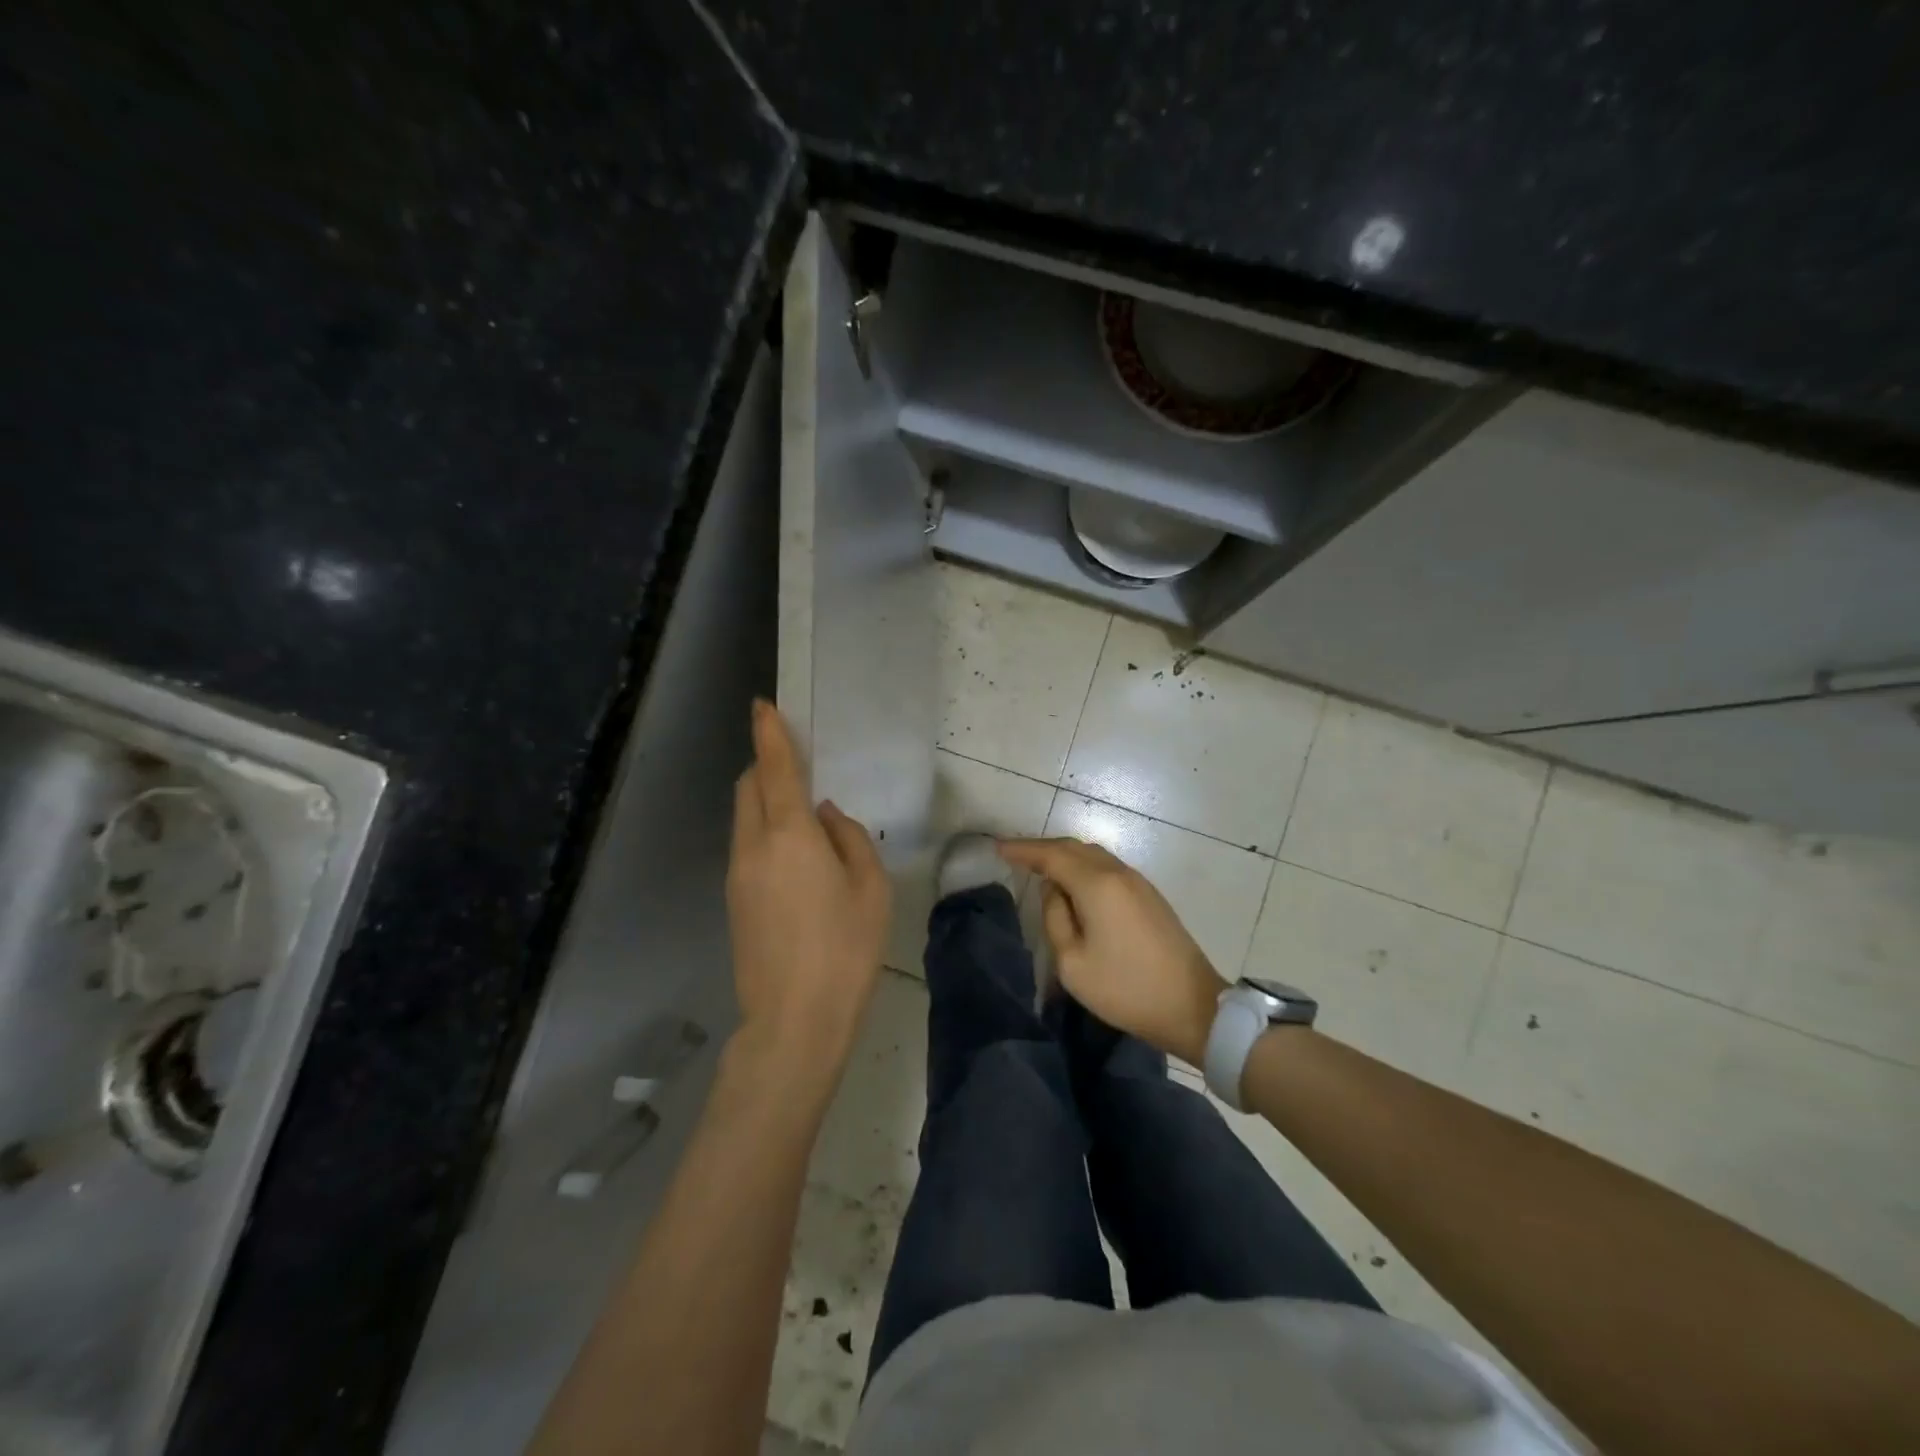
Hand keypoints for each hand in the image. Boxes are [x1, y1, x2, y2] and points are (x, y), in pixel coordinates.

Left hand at [726, 700, 890, 1077]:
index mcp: (789, 835)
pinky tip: (796, 856)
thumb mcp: (870, 887)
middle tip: (799, 765)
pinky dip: (764, 830)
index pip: (774, 768)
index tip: (763, 705)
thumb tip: (824, 817)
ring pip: (744, 817)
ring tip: (803, 814)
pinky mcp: (733, 900)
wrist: (794, 1020)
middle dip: (767, 765)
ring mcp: (737, 874)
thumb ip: (847, 837)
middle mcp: (753, 846)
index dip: (769, 732)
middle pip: (749, 787)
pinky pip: (746, 844)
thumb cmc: (844, 948)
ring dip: (765, 799)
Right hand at [999, 837, 1227, 1064]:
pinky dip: (1084, 867)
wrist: (1193, 1007)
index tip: (998, 848)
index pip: (1052, 855)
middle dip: (1042, 848)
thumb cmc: (1126, 988)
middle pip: (1074, 848)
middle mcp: (1118, 873)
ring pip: (1094, 855)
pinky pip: (1108, 868)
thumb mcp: (1073, 962)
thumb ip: (1055, 918)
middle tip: (1015, 856)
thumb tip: (1053, 891)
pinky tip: (1074, 884)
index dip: (1023, 850)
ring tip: (1040, 868)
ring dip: (1065, 856)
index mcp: (1097, 885)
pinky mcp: (1149, 896)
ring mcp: (1138, 883)